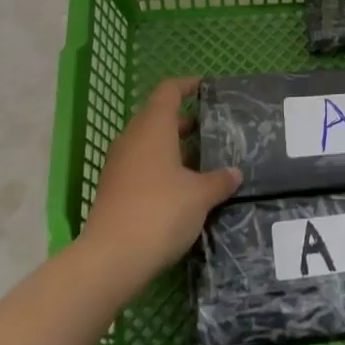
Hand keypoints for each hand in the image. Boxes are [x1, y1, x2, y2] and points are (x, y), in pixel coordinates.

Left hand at [78, 76, 241, 283]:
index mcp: (153, 127)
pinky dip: (160, 167)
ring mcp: (119, 165)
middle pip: (158, 117)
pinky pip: (140, 165)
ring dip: (172, 147)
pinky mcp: (113, 189)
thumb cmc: (160, 212)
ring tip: (201, 161)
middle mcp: (132, 138)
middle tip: (211, 131)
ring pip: (148, 143)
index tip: (205, 88)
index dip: (187, 85)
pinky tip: (180, 188)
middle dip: (184, 121)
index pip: (168, 91)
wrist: (110, 260)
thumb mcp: (200, 196)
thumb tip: (235, 173)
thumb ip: (219, 181)